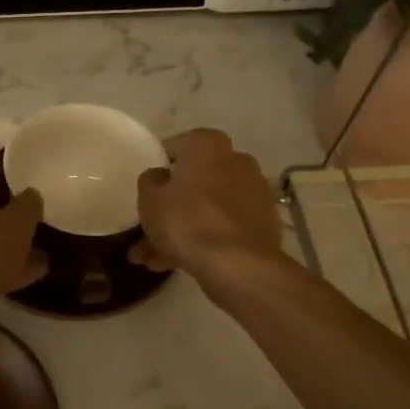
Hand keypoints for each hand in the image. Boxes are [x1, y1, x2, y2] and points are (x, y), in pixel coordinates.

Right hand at [134, 129, 282, 283]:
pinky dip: (206, 239)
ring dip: (182, 229)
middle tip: (147, 231)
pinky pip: (225, 225)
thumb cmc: (187, 221)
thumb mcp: (150, 200)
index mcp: (208, 144)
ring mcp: (254, 191)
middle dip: (170, 207)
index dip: (157, 171)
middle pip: (193, 181)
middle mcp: (236, 159)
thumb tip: (159, 176)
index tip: (146, 192)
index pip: (174, 148)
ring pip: (207, 207)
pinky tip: (181, 264)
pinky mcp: (264, 221)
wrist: (238, 264)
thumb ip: (149, 181)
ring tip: (155, 260)